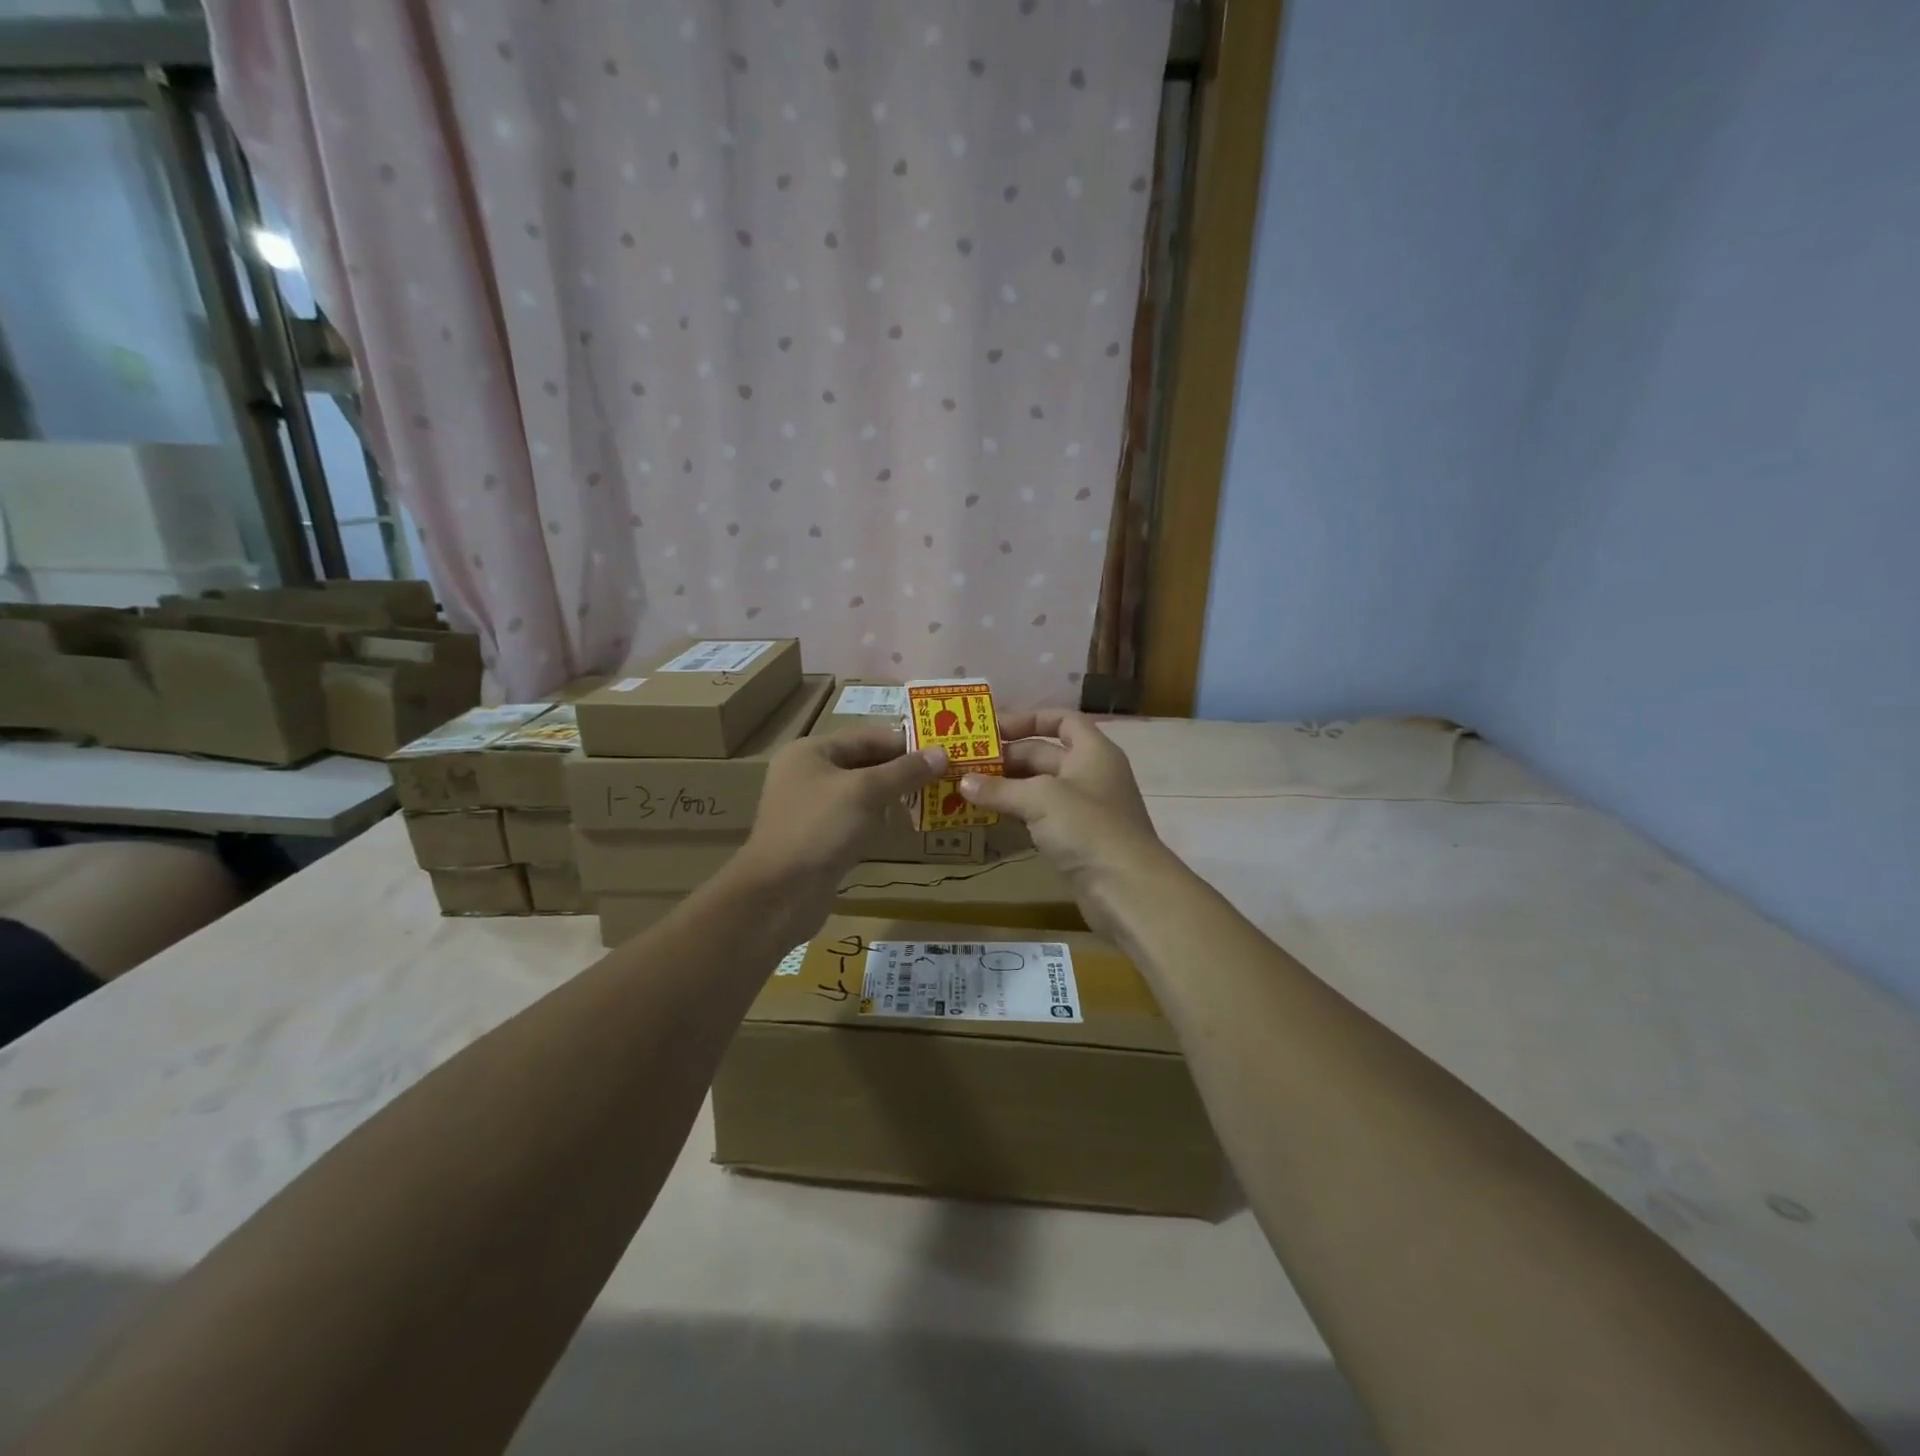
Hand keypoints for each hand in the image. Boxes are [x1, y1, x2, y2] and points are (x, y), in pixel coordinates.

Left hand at [733, 726, 946, 936]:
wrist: (779, 894)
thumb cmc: (819, 829)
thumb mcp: (865, 792)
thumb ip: (904, 771)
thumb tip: (943, 754)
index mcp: (810, 752)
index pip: (867, 737)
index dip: (905, 743)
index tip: (943, 752)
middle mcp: (807, 774)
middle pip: (864, 763)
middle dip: (902, 770)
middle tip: (944, 777)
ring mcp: (812, 809)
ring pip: (862, 793)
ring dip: (893, 795)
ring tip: (933, 798)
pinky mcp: (819, 839)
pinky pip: (856, 819)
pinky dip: (879, 820)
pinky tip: (904, 825)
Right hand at [958, 710, 1167, 940]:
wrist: (1126, 889)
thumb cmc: (1088, 828)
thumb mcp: (1040, 799)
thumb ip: (1000, 788)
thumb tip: (963, 782)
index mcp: (1092, 751)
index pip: (1062, 720)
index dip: (1029, 719)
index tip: (993, 730)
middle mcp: (1089, 774)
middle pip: (1044, 755)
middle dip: (1007, 758)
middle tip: (966, 764)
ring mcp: (1083, 809)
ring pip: (1038, 788)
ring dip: (1007, 788)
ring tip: (967, 789)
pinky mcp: (1075, 839)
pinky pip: (1040, 817)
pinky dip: (1016, 814)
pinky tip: (988, 817)